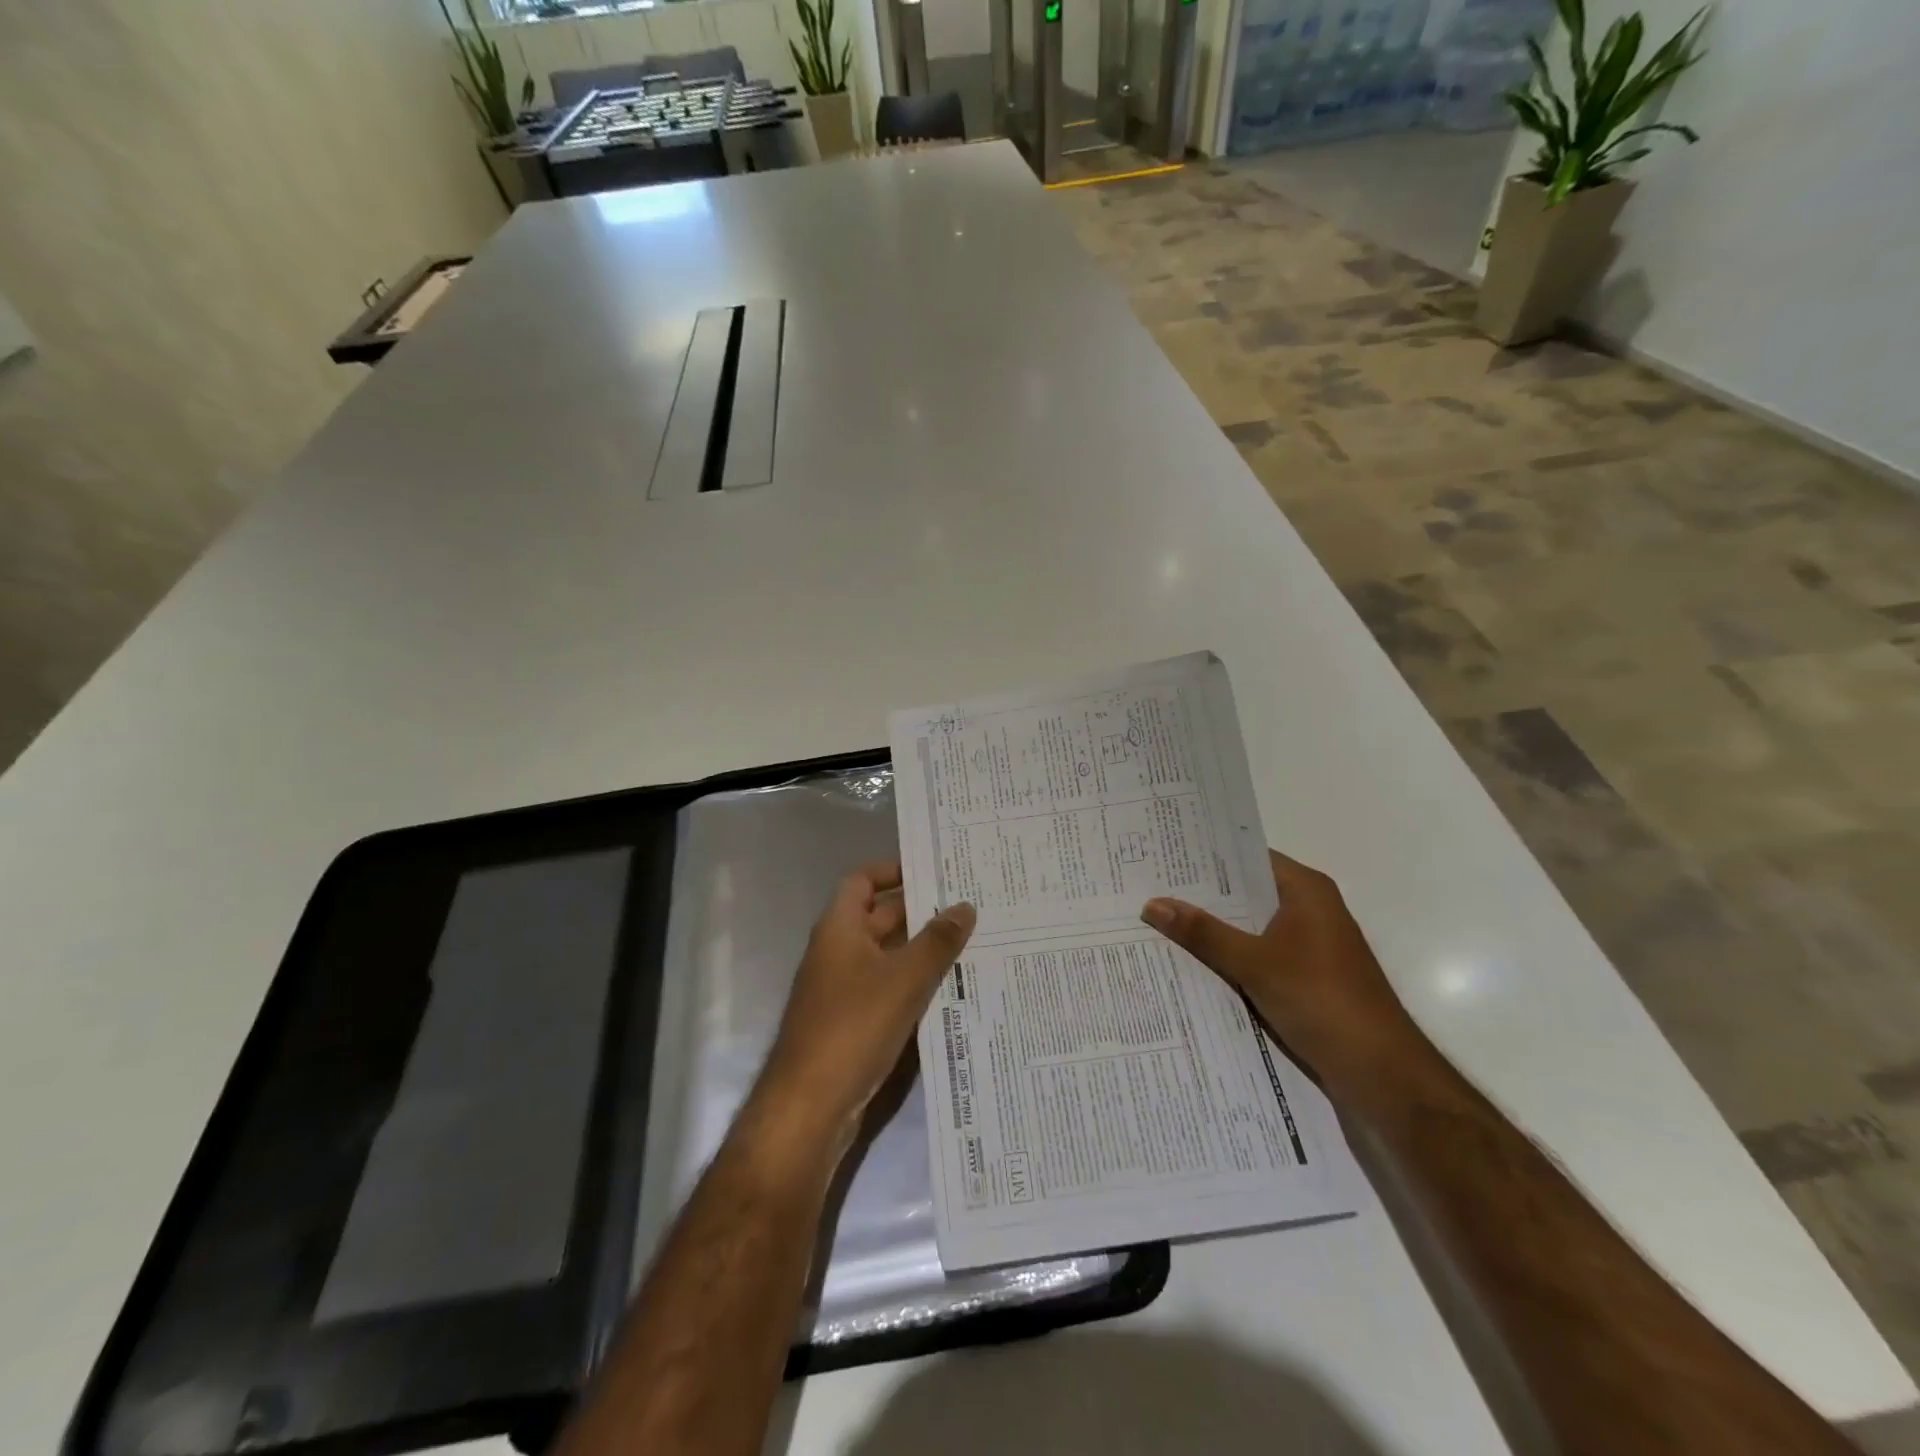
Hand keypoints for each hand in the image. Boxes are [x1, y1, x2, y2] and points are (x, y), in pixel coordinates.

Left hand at [758, 861, 976, 1150]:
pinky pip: (887, 988)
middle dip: (920, 911)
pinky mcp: (852, 1022)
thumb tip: (964, 906)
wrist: (809, 1107)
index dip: (893, 870)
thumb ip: (936, 941)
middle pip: (879, 917)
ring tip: (971, 943)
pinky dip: (913, 984)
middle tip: (968, 906)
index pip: (862, 880)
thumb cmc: (853, 1027)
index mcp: (839, 928)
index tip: (933, 870)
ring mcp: (842, 989)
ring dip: (921, 950)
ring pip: (887, 956)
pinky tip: (951, 989)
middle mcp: (837, 951)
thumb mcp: (904, 979)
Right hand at [1141, 850, 1427, 1103]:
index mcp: (1305, 890)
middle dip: (1202, 896)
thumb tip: (1152, 904)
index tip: (1163, 855)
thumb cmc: (1321, 999)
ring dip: (1214, 930)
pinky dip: (1230, 958)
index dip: (1207, 857)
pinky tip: (1192, 964)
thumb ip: (1203, 933)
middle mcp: (1310, 909)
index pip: (1247, 858)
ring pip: (1250, 927)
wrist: (1380, 1071)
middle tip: (1149, 888)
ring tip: (1159, 922)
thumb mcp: (1254, 963)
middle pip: (1246, 893)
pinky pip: (1258, 956)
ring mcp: (1309, 945)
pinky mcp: (1306, 978)